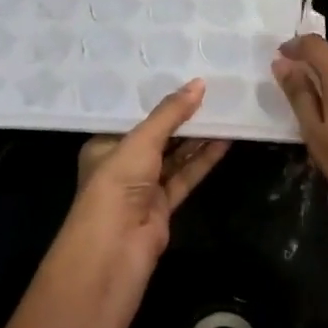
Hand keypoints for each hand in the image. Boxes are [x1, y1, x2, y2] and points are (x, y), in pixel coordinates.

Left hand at [63, 78, 229, 270]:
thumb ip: (170, 114)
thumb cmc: (116, 185)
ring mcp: (142, 188)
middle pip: (156, 136)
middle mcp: (121, 165)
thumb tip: (199, 83)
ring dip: (196, 138)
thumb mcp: (141, 141)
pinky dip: (202, 161)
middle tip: (210, 92)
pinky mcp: (162, 207)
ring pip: (173, 157)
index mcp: (104, 145)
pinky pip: (185, 177)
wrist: (114, 250)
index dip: (156, 99)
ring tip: (224, 112)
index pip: (132, 117)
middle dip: (181, 118)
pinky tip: (224, 142)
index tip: (181, 77)